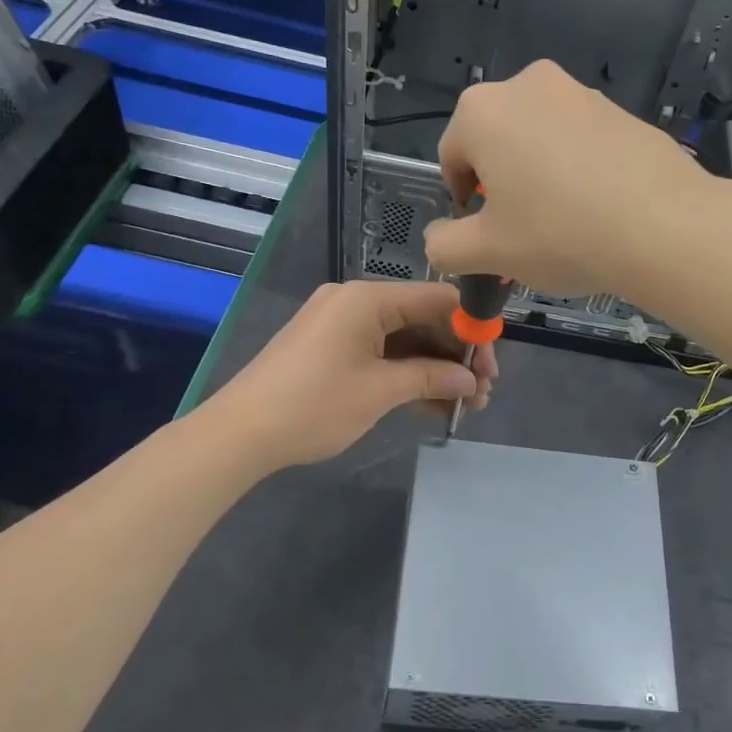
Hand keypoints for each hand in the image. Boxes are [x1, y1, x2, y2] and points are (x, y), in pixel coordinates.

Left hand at [209, 280, 498, 468]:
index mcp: (367, 298)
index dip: (471, 329)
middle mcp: (355, 301)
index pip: (437, 299)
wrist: (240, 434)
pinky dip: (405, 374)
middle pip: (422, 319)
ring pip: (403, 340)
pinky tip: (432, 404)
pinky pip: (380, 352)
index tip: (491, 364)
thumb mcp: (380, 391)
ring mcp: (341, 324)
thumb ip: (431, 378)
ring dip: (434, 369)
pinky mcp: (331, 348)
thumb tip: (471, 381)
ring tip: (464, 406)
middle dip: (455, 355)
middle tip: (482, 393)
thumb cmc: (314, 404)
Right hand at [423, 60, 717, 297]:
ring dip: (538, 175)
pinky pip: (580, 140)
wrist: (663, 226)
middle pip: (496, 142)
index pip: (451, 157)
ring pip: (539, 140)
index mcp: (482, 111)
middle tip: (523, 230)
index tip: (486, 234)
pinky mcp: (620, 109)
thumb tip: (437, 238)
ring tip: (564, 222)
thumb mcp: (487, 252)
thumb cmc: (558, 234)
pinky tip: (598, 207)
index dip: (461, 201)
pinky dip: (577, 168)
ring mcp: (580, 92)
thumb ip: (444, 246)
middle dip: (501, 185)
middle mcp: (527, 84)